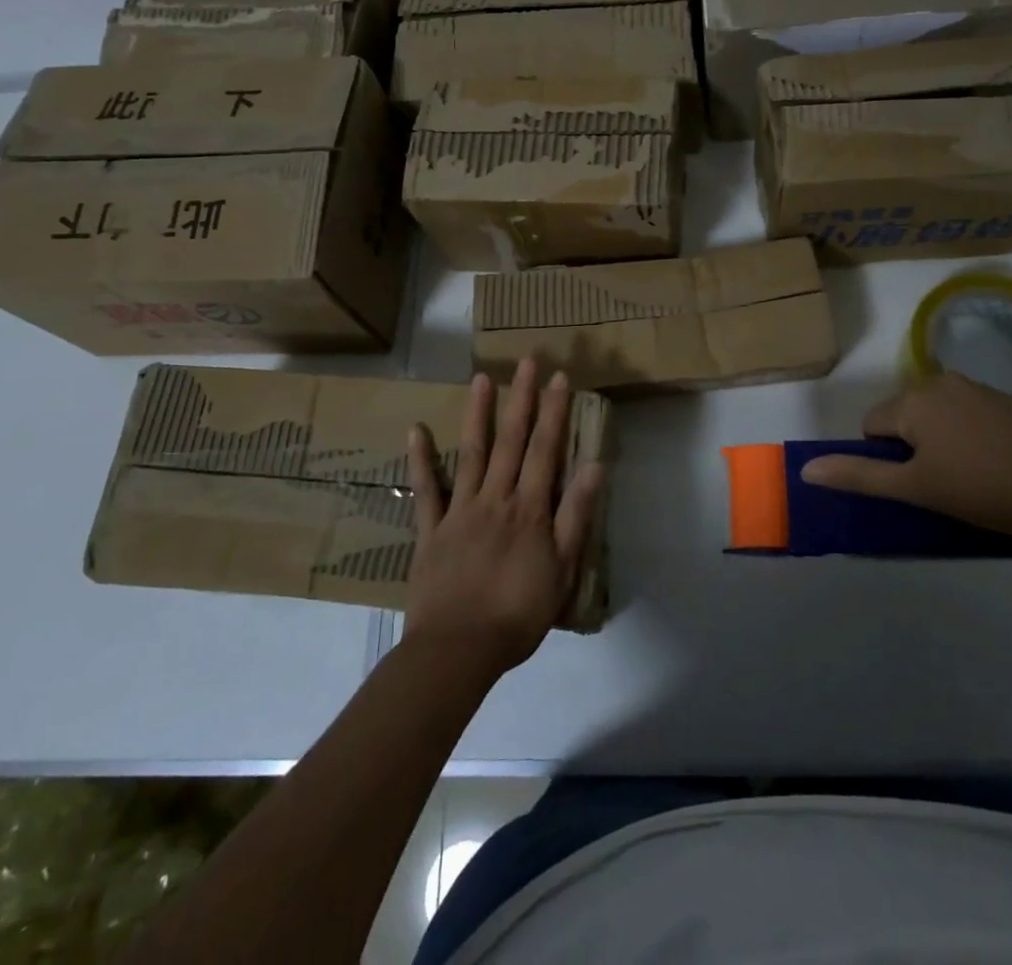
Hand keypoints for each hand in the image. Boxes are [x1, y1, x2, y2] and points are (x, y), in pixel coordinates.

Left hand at [403, 358, 605, 677]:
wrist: (458, 650)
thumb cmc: (518, 614)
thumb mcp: (562, 570)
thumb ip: (576, 516)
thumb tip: (594, 466)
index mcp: (530, 509)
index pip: (546, 449)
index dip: (554, 411)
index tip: (560, 377)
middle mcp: (496, 498)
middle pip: (512, 440)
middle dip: (522, 398)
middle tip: (527, 361)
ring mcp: (460, 510)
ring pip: (471, 452)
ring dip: (478, 413)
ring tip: (482, 378)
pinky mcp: (431, 529)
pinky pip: (425, 489)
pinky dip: (420, 458)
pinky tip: (416, 429)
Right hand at [799, 373, 1011, 538]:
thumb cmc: (981, 489)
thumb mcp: (914, 488)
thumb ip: (858, 475)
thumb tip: (806, 469)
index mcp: (912, 400)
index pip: (872, 426)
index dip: (888, 459)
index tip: (920, 483)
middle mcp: (940, 382)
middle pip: (904, 417)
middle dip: (914, 447)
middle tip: (945, 482)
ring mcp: (978, 387)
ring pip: (938, 416)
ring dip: (943, 440)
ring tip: (974, 476)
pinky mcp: (1009, 400)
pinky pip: (970, 415)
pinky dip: (973, 435)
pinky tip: (998, 464)